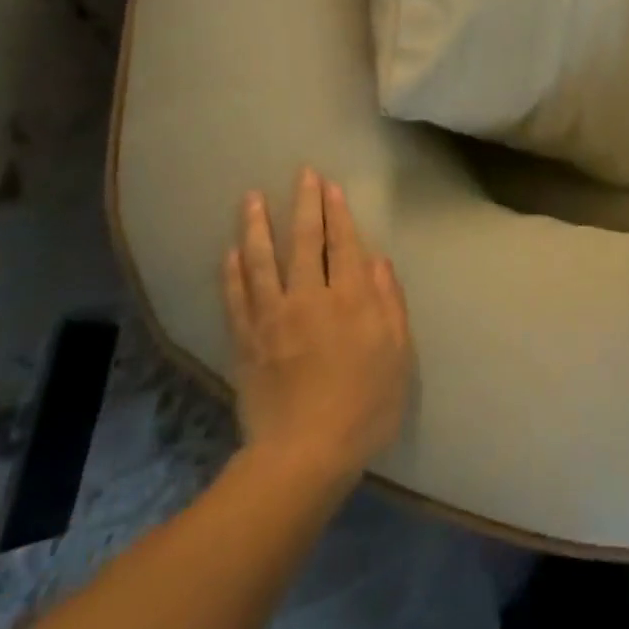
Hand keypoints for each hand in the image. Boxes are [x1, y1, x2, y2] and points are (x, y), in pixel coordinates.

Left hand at [223, 169, 412, 484]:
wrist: (305, 454)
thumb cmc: (365, 406)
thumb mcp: (398, 356)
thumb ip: (388, 304)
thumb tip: (378, 261)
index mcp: (350, 300)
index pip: (343, 244)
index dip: (337, 213)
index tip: (329, 185)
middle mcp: (309, 298)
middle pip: (304, 242)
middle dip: (303, 205)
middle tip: (300, 174)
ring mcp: (272, 318)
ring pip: (262, 261)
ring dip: (257, 226)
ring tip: (251, 198)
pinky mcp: (246, 342)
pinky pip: (236, 298)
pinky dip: (233, 272)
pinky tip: (230, 252)